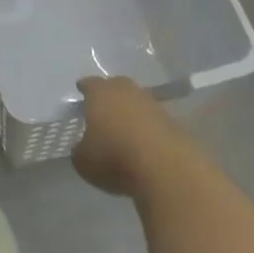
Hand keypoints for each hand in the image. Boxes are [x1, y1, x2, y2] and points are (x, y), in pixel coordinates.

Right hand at [71, 77, 187, 198]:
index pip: (90, 84)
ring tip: (125, 127)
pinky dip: (148, 127)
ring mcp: (153, 104)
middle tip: (103, 106)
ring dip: (131, 111)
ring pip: (137, 101)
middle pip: (116, 86)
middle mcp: (127, 91)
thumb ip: (79, 150)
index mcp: (100, 94)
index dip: (84, 88)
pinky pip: (154, 120)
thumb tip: (82, 147)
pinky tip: (144, 142)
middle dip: (109, 94)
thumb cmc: (115, 158)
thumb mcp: (84, 162)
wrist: (167, 168)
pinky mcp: (173, 122)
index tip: (81, 90)